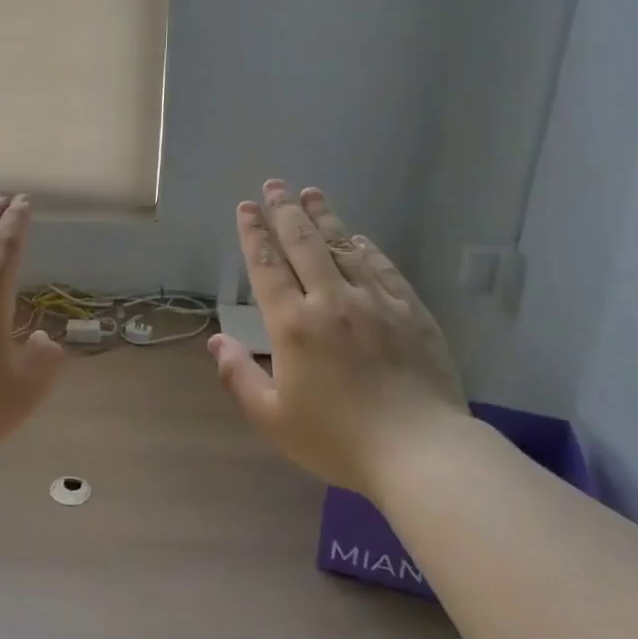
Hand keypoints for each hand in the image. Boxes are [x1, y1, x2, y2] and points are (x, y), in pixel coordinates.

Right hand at [209, 180, 466, 495]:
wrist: (421, 454)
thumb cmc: (338, 440)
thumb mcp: (272, 418)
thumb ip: (238, 376)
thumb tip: (216, 341)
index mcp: (293, 325)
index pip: (267, 266)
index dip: (253, 233)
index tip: (246, 207)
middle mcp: (331, 302)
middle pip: (304, 244)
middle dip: (285, 211)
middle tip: (275, 185)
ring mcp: (375, 303)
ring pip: (343, 248)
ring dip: (324, 218)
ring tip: (311, 193)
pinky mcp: (411, 312)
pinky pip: (383, 269)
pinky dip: (367, 249)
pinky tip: (358, 237)